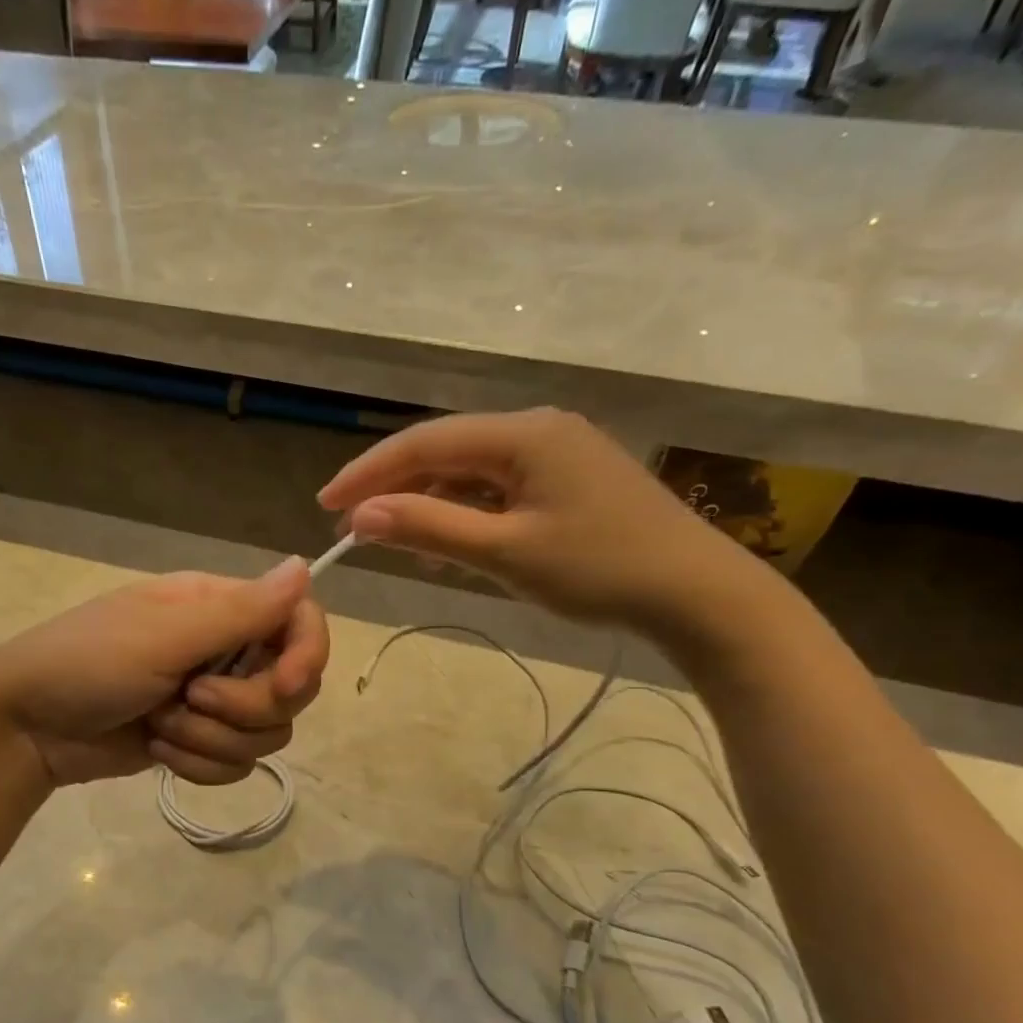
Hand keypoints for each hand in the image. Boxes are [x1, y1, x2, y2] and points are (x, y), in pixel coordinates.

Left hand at [0, 558, 329, 787]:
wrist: (27, 729)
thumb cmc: (86, 663)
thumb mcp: (162, 635)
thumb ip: (240, 611)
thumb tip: (305, 566)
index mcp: (219, 606)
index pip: (300, 621)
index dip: (307, 654)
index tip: (284, 686)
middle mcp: (226, 649)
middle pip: (292, 687)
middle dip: (244, 706)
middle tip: (191, 698)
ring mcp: (214, 700)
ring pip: (267, 733)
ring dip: (212, 740)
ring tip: (161, 725)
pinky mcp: (200, 742)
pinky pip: (237, 764)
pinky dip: (199, 765)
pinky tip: (158, 752)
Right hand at [317, 408, 771, 639]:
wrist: (696, 593)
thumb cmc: (599, 569)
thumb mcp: (506, 552)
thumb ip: (431, 527)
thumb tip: (361, 515)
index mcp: (523, 433)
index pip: (425, 442)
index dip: (369, 472)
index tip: (326, 505)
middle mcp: (538, 429)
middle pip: (446, 450)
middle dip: (394, 486)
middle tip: (351, 527)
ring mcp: (557, 453)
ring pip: (471, 470)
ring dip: (427, 500)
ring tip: (390, 538)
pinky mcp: (568, 480)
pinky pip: (499, 487)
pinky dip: (464, 510)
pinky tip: (447, 540)